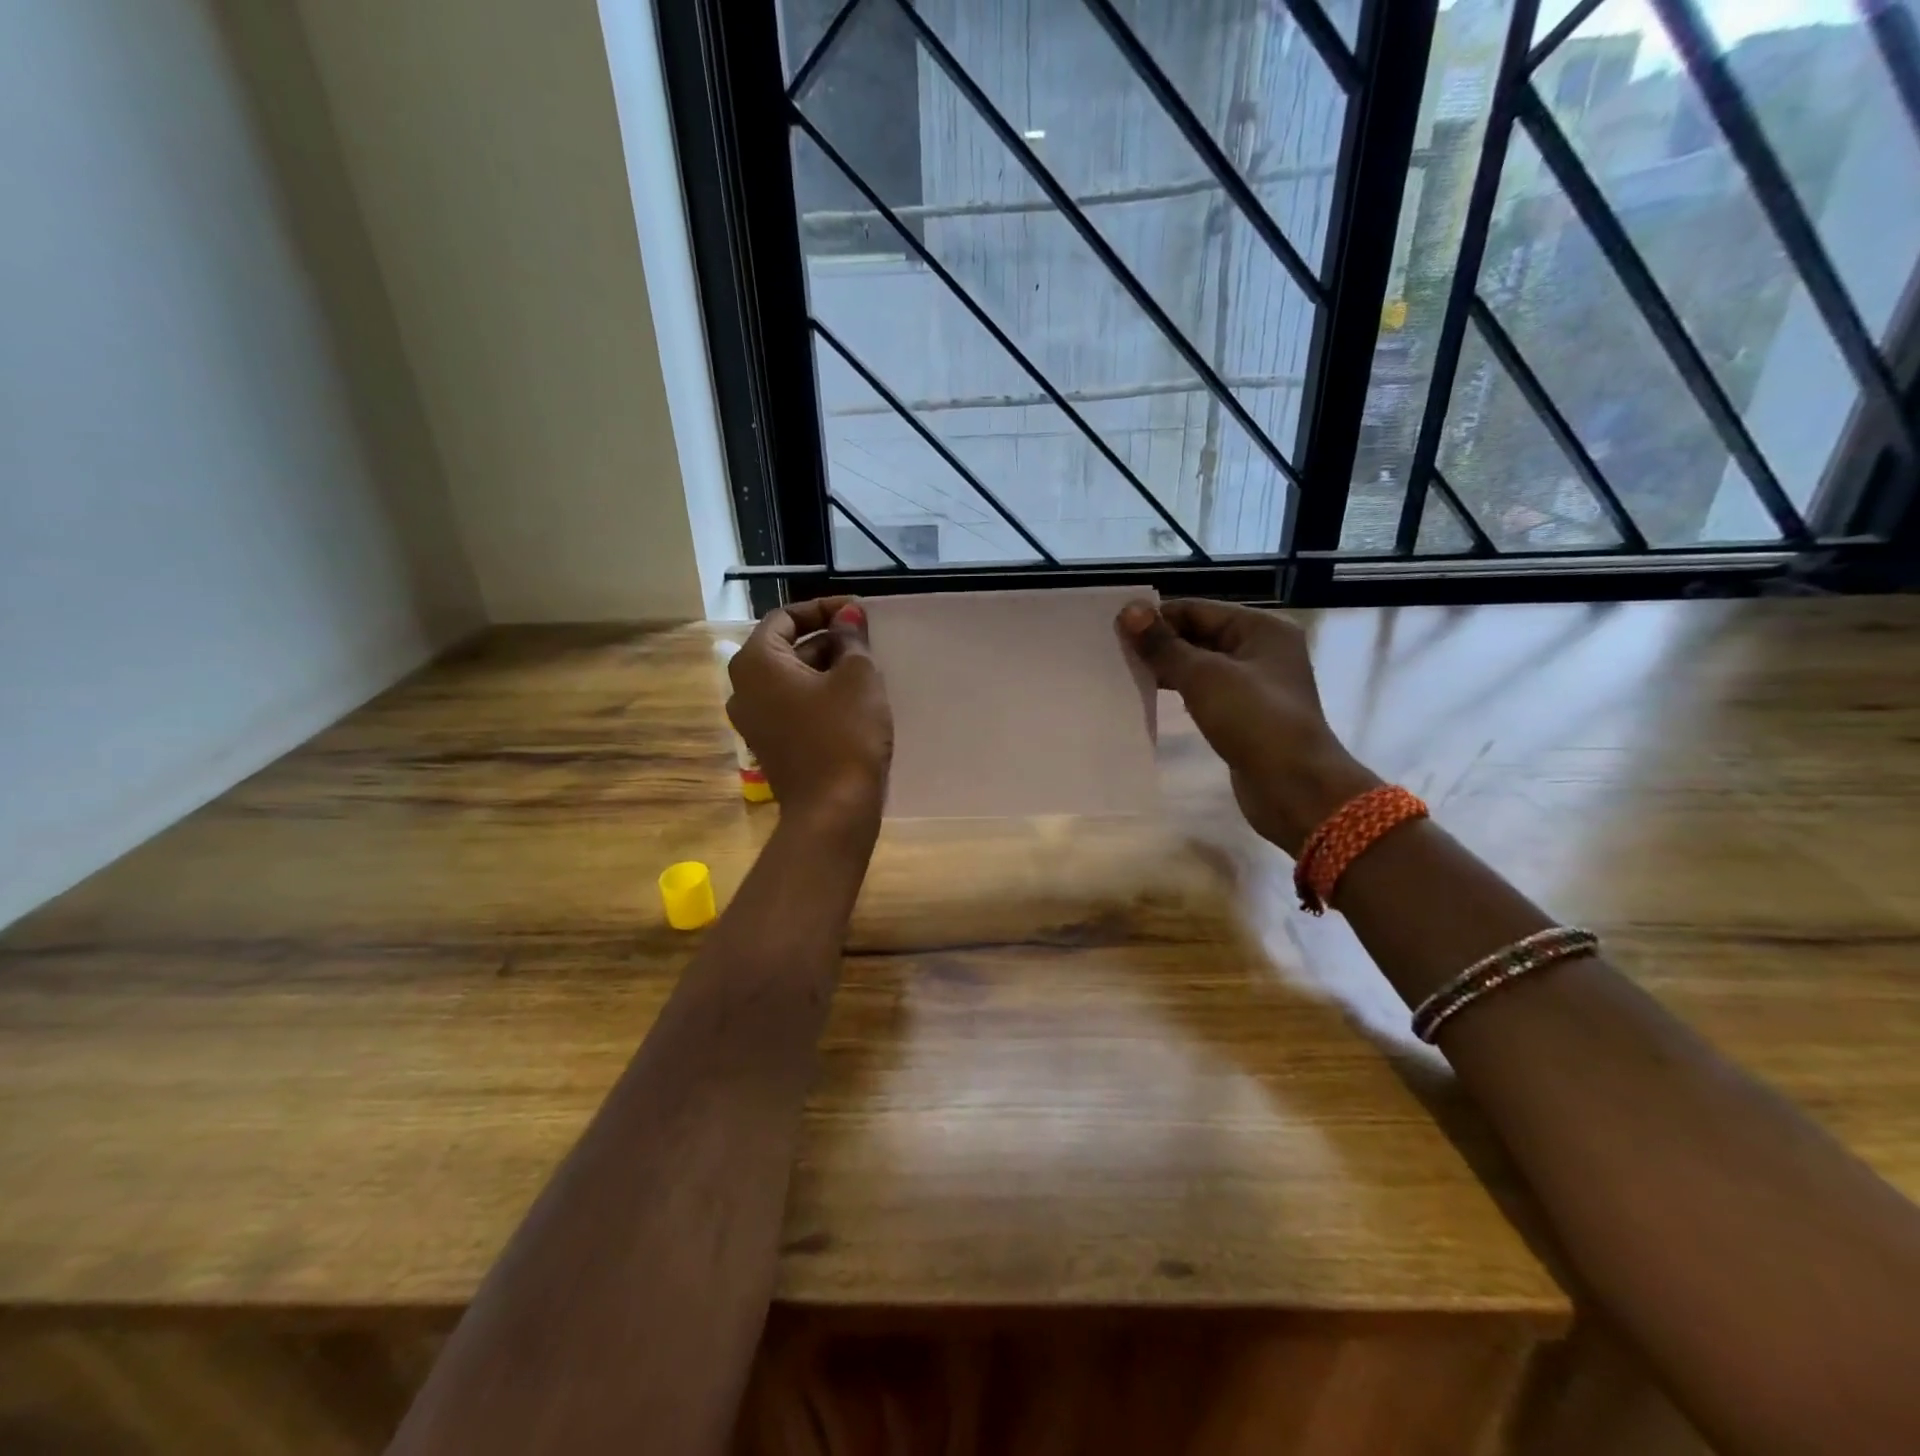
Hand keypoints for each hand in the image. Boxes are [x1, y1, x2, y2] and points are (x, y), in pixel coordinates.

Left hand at [726, 598, 892, 833]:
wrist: (833, 811)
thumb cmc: (845, 734)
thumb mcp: (858, 677)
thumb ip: (851, 638)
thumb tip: (847, 614)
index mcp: (756, 662)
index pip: (785, 617)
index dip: (823, 608)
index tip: (857, 612)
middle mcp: (743, 688)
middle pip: (786, 647)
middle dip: (827, 639)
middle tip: (866, 640)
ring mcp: (753, 721)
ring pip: (791, 679)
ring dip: (825, 668)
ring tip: (865, 669)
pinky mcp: (770, 745)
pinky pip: (792, 706)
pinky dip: (818, 696)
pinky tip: (853, 702)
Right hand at [1118, 599, 1378, 854]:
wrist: (1294, 787)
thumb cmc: (1253, 720)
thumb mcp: (1204, 676)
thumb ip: (1164, 644)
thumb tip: (1128, 611)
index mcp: (1261, 629)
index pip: (1197, 610)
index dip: (1156, 617)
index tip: (1114, 629)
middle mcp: (1261, 650)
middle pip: (1199, 635)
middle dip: (1159, 643)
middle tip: (1113, 652)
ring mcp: (1255, 686)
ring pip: (1200, 666)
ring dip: (1166, 669)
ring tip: (1124, 674)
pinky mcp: (1245, 716)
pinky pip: (1205, 693)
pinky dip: (1179, 693)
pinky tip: (1149, 698)